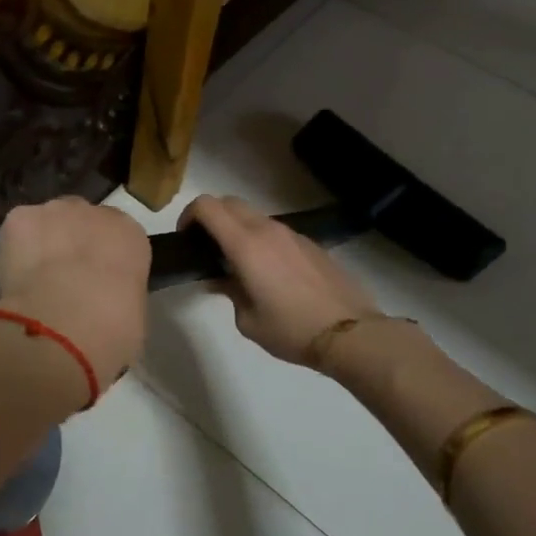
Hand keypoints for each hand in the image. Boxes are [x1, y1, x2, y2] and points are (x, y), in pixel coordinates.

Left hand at [0, 197, 151, 385]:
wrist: (64, 325)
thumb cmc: (111, 328)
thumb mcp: (132, 313)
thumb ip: (119, 291)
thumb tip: (104, 299)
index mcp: (129, 233)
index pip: (116, 235)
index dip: (102, 257)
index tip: (95, 280)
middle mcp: (93, 212)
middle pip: (79, 219)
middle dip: (72, 242)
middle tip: (63, 279)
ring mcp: (53, 211)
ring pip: (45, 222)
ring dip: (41, 242)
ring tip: (33, 280)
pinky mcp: (18, 218)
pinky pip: (16, 231)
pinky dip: (12, 249)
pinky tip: (14, 278)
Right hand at [182, 194, 380, 366]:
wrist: (349, 333)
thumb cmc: (290, 329)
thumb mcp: (247, 320)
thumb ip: (229, 291)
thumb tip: (221, 279)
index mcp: (245, 245)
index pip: (207, 206)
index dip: (189, 215)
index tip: (186, 238)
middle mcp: (267, 230)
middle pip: (230, 202)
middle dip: (212, 216)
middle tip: (207, 247)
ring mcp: (293, 234)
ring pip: (255, 215)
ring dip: (238, 228)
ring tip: (238, 262)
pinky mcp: (311, 244)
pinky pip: (276, 231)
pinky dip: (262, 240)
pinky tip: (270, 272)